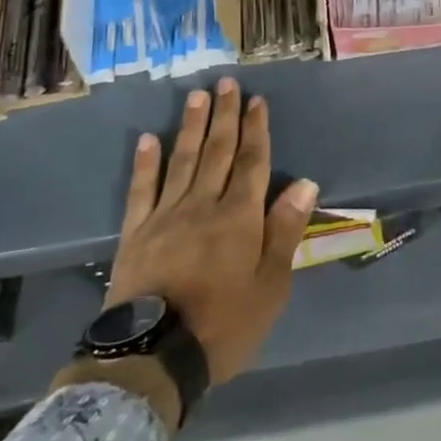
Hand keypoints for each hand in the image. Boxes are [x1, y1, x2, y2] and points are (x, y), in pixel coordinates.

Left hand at [103, 79, 318, 385]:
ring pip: (182, 160)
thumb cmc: (224, 325)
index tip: (257, 100)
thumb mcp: (270, 286)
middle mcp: (203, 205)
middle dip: (225, 116)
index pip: (252, 162)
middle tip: (226, 83)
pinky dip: (146, 163)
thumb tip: (304, 182)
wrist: (154, 357)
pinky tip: (148, 139)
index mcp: (239, 217)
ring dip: (191, 126)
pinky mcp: (136, 233)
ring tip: (197, 96)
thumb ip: (285, 231)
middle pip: (218, 152)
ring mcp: (165, 216)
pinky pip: (141, 190)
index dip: (256, 129)